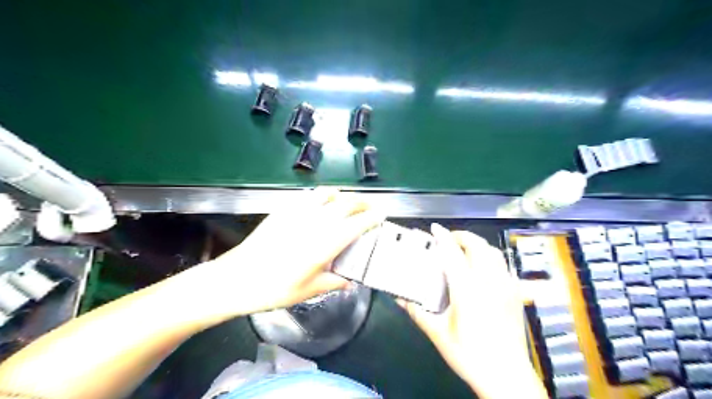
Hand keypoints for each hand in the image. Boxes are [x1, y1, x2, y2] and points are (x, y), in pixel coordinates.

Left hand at [203, 187, 383, 316]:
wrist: (238, 278)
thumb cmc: (275, 288)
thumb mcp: (309, 291)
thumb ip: (334, 282)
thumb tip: (349, 282)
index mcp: (326, 243)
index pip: (358, 224)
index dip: (373, 218)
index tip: (381, 216)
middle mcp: (316, 222)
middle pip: (347, 203)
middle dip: (363, 203)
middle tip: (370, 208)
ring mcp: (299, 212)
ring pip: (329, 194)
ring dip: (343, 196)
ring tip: (347, 204)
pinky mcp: (284, 209)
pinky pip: (309, 196)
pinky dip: (322, 196)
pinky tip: (321, 204)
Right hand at [400, 222, 545, 397]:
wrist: (507, 376)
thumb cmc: (469, 355)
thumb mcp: (438, 333)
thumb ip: (417, 312)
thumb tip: (399, 298)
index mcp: (468, 290)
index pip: (453, 254)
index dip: (443, 237)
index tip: (434, 228)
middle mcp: (489, 282)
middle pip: (478, 246)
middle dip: (462, 236)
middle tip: (447, 239)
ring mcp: (506, 286)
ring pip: (493, 252)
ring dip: (477, 244)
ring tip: (463, 249)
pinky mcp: (515, 293)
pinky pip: (502, 264)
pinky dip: (490, 257)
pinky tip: (481, 268)